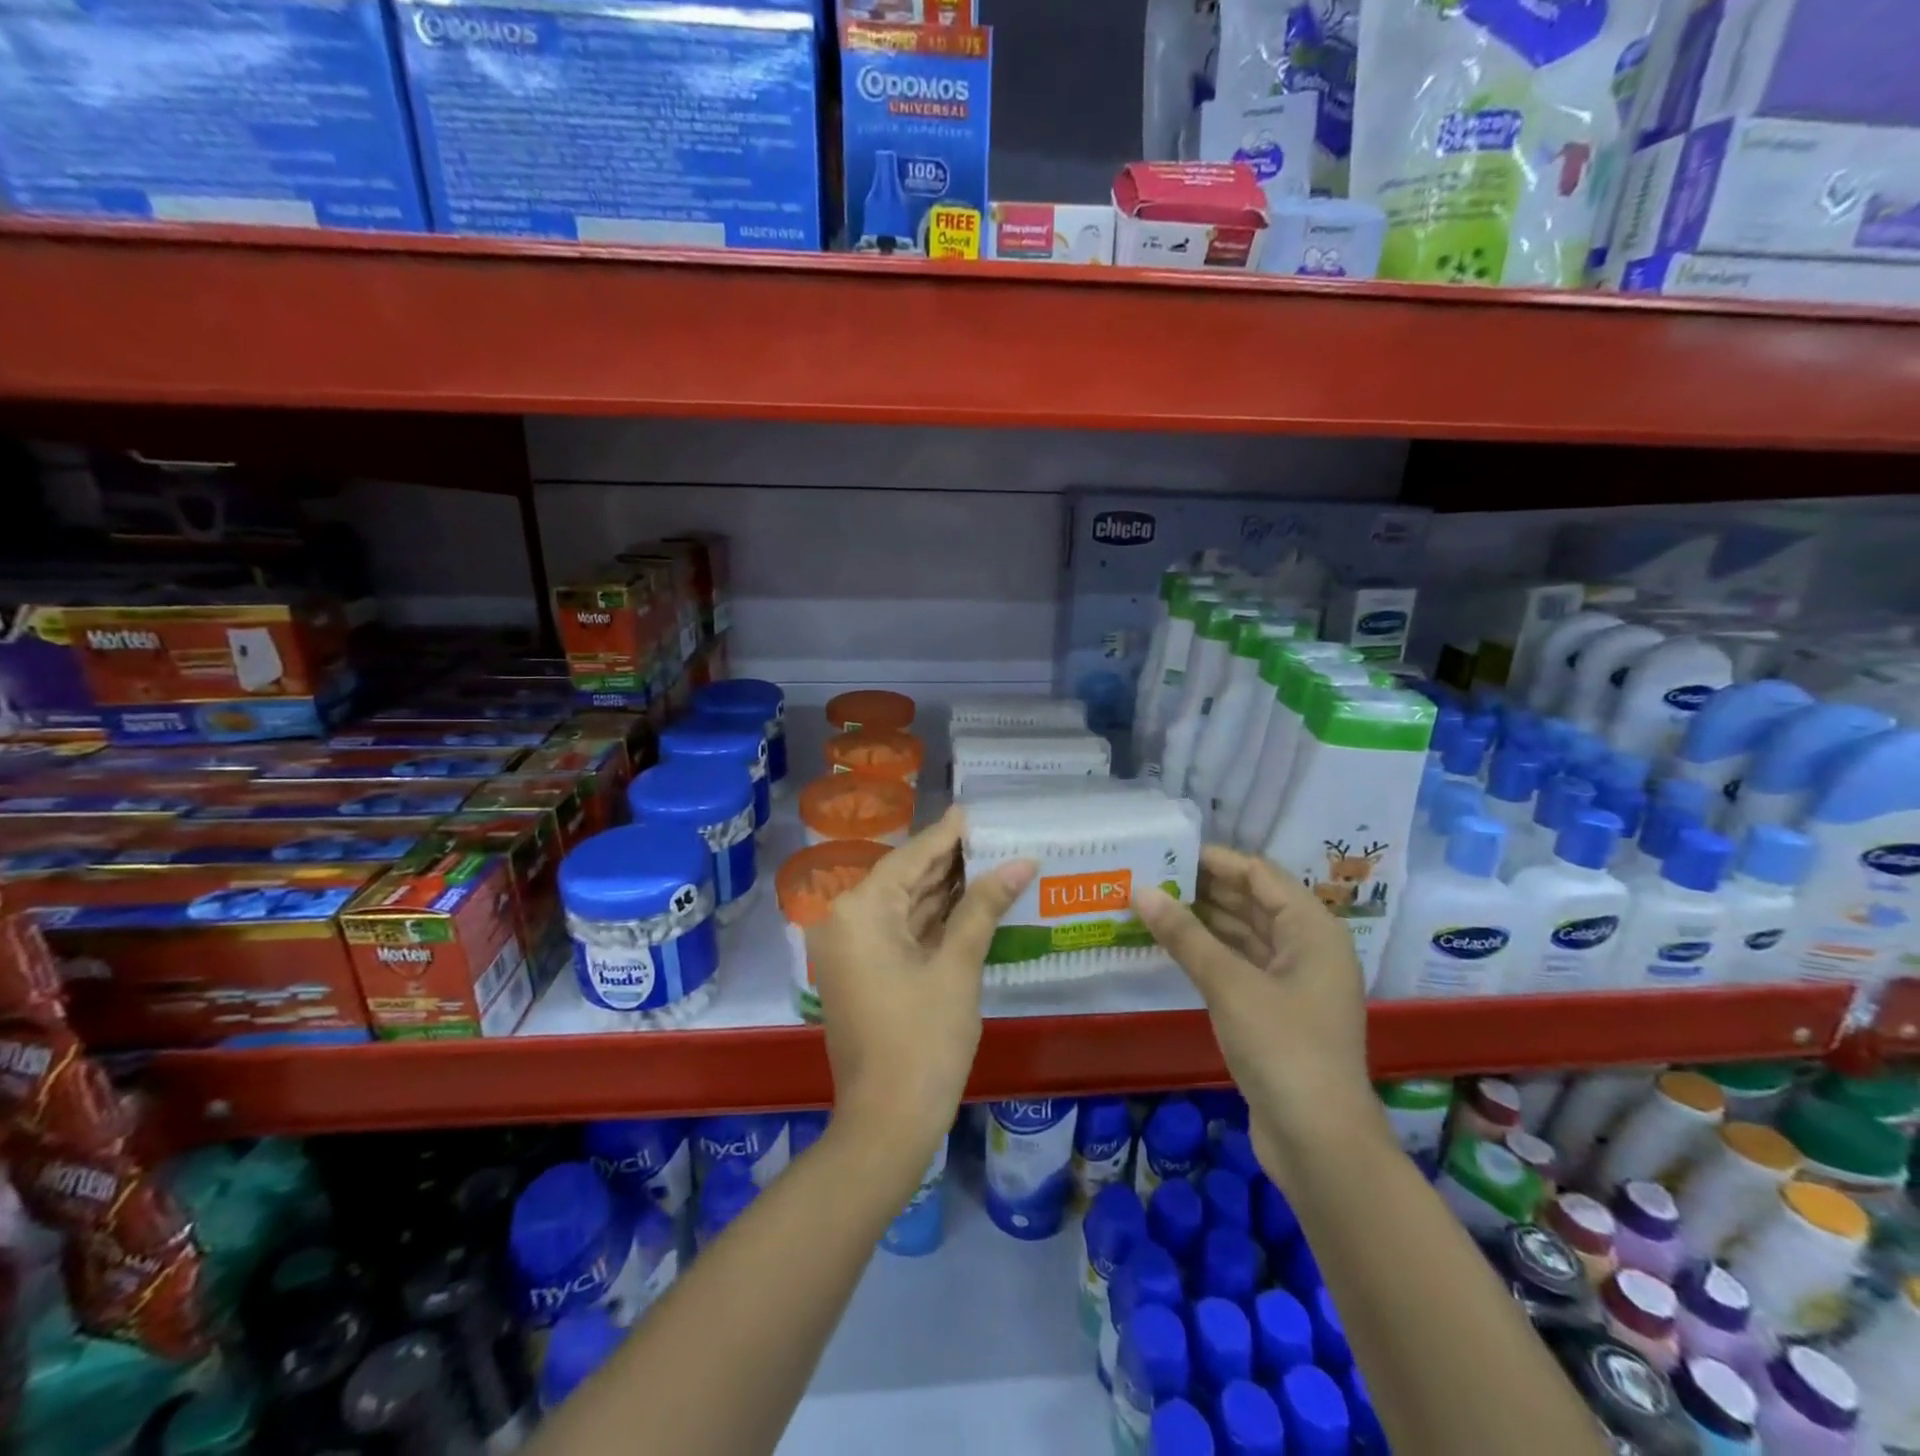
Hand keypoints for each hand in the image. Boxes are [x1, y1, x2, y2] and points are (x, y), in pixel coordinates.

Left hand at [807, 807, 1034, 1162]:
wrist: (886, 1124)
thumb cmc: (923, 1040)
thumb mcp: (958, 967)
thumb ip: (983, 907)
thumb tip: (1021, 861)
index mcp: (859, 912)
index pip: (910, 858)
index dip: (946, 835)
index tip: (973, 810)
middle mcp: (845, 922)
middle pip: (904, 880)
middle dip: (949, 862)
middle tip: (992, 835)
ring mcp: (850, 950)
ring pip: (903, 907)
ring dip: (943, 891)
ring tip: (989, 860)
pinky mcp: (861, 973)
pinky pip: (898, 933)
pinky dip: (931, 921)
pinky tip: (967, 902)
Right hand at [1133, 845, 1387, 1182]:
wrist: (1320, 1142)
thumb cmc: (1283, 1048)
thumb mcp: (1229, 984)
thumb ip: (1184, 935)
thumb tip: (1140, 891)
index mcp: (1312, 929)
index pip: (1259, 874)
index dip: (1214, 860)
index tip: (1166, 852)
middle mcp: (1307, 947)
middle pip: (1252, 901)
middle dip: (1203, 888)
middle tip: (1150, 876)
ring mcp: (1293, 982)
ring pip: (1244, 934)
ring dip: (1203, 921)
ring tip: (1152, 904)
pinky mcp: (1277, 1012)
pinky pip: (1240, 965)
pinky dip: (1209, 953)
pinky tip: (1172, 946)